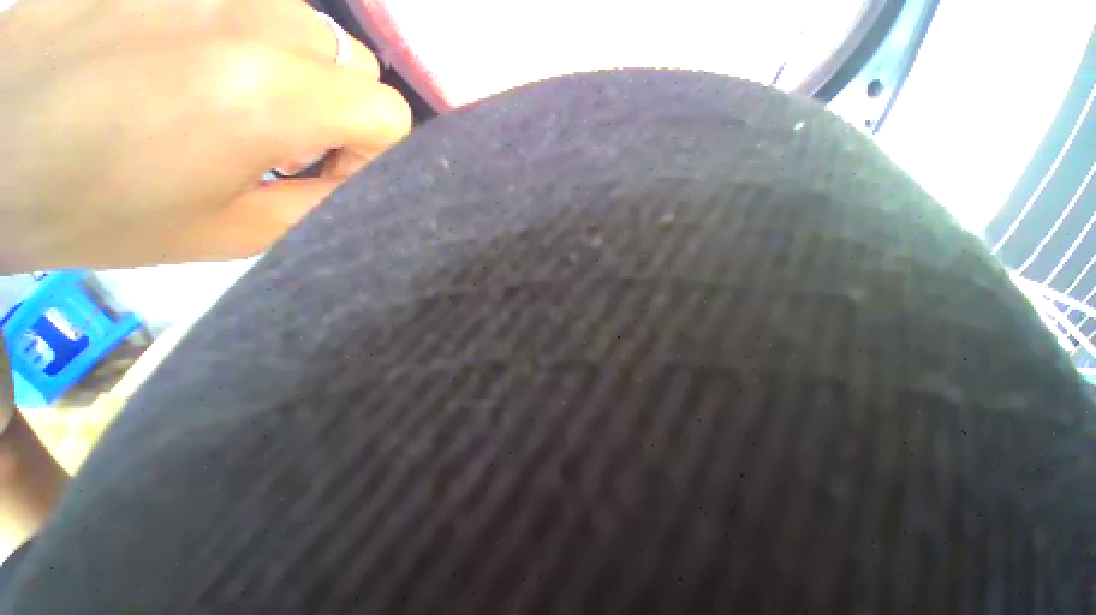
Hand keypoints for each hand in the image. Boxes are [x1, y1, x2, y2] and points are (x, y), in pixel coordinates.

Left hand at [0, 0, 411, 271]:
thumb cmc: (100, 208)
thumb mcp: (234, 232)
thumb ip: (321, 204)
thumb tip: (358, 180)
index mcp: (270, 95)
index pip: (389, 113)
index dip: (375, 152)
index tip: (325, 174)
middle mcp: (256, 20)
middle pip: (355, 66)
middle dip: (338, 112)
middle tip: (278, 144)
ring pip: (312, 31)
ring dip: (297, 75)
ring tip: (231, 105)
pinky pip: (256, 7)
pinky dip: (253, 43)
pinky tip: (195, 68)